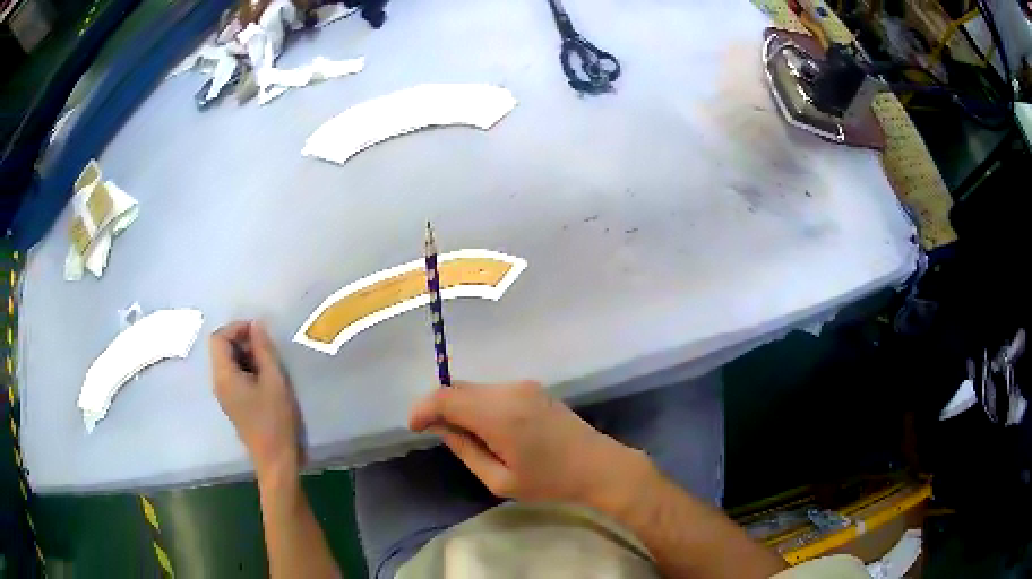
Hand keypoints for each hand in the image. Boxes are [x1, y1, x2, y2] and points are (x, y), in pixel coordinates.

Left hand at [210, 321, 300, 476]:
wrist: (275, 460)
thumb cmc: (275, 420)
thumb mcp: (274, 380)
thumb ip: (264, 350)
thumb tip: (256, 325)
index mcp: (224, 376)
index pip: (218, 338)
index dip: (236, 328)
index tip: (259, 330)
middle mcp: (218, 383)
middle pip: (220, 349)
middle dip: (241, 341)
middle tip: (266, 347)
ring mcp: (224, 395)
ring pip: (227, 363)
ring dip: (245, 355)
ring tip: (268, 362)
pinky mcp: (232, 404)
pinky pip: (232, 376)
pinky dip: (245, 369)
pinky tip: (264, 379)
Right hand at [409, 381, 651, 505]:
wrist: (599, 466)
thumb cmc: (550, 481)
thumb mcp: (500, 480)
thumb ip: (466, 450)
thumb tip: (443, 428)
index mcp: (499, 415)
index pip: (446, 398)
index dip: (423, 409)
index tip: (414, 428)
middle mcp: (509, 391)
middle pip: (458, 389)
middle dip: (439, 407)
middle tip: (435, 433)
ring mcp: (523, 386)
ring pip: (475, 389)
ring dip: (460, 406)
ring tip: (464, 436)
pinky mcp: (532, 388)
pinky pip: (492, 391)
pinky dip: (478, 404)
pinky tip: (486, 428)